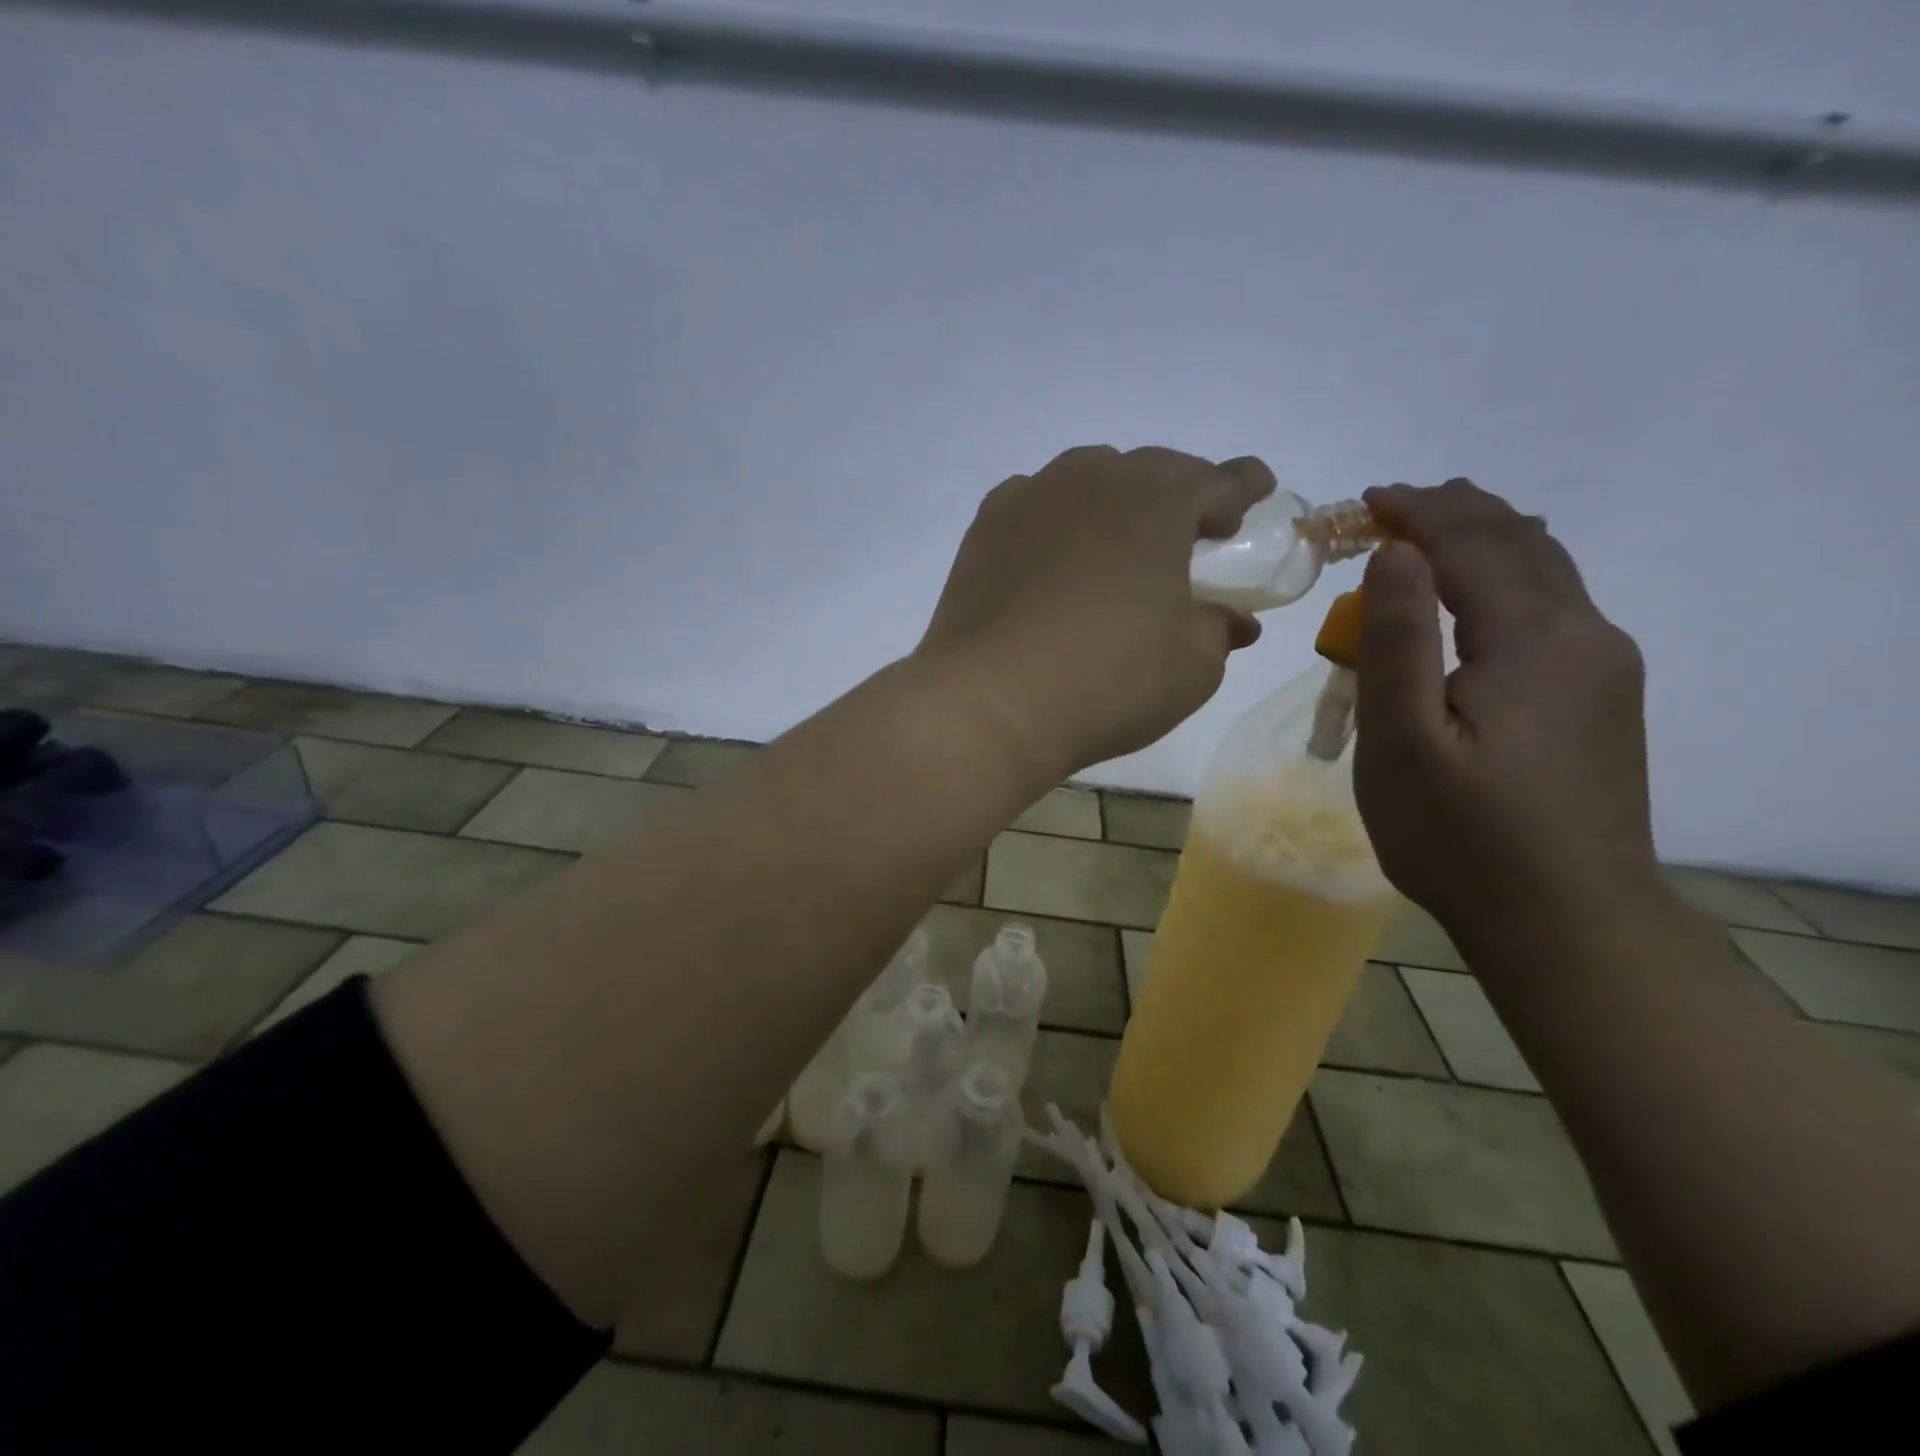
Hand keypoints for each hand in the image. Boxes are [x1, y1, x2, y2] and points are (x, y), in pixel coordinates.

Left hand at [917, 445, 1268, 777]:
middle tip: (1193, 529)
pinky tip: (1058, 549)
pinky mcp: (986, 527)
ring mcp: (1032, 497)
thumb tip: (1233, 619)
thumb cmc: (1108, 681)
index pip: (1219, 479)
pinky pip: (1036, 502)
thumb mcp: (1192, 665)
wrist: (991, 702)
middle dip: (1181, 493)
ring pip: (1089, 477)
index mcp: (1158, 502)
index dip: (1245, 486)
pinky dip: (1059, 516)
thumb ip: (1219, 628)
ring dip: (1117, 497)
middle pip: (1152, 470)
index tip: (1257, 493)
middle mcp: (1094, 480)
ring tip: (1123, 537)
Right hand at [1353, 479, 1661, 945]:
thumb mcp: (1401, 740)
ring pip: (1546, 571)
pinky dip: (1505, 578)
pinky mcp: (1601, 699)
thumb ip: (1397, 639)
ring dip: (1483, 541)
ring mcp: (1604, 668)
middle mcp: (1585, 636)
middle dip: (1453, 513)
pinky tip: (1479, 595)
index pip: (1474, 544)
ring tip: (1428, 534)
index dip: (1418, 512)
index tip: (1365, 500)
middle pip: (1520, 543)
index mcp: (1535, 639)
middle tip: (1390, 506)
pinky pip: (1553, 608)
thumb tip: (1397, 552)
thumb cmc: (1460, 834)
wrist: (1566, 922)